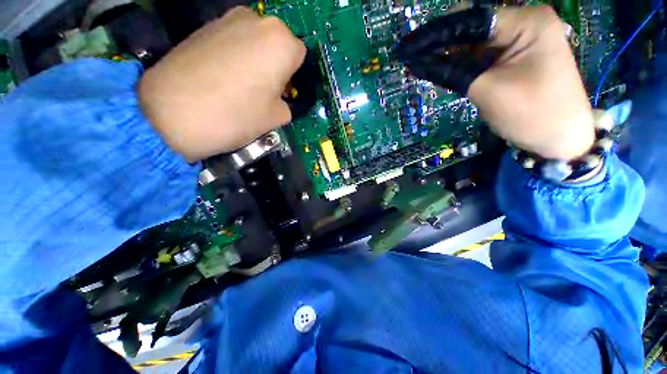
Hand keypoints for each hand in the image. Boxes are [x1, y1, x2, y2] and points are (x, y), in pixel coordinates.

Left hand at [139, 6, 305, 161]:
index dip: (293, 75)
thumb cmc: (236, 115)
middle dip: (276, 64)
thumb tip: (279, 99)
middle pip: (277, 44)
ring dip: (256, 60)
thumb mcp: (276, 118)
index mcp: (280, 43)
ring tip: (241, 85)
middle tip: (265, 89)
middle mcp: (256, 21)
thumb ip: (286, 104)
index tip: (283, 91)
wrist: (173, 113)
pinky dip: (235, 55)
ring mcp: (226, 19)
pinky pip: (232, 39)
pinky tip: (222, 77)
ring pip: (255, 40)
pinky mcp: (203, 26)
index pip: (299, 55)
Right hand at [398, 6, 594, 160]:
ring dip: (449, 57)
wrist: (561, 137)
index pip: (471, 21)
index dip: (436, 33)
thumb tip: (419, 63)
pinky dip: (461, 65)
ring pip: (474, 45)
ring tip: (422, 67)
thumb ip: (452, 72)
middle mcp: (524, 23)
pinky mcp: (515, 57)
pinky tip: (443, 71)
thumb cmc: (532, 113)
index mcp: (526, 22)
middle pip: (472, 30)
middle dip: (442, 45)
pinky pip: (481, 57)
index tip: (409, 48)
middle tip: (412, 60)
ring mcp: (521, 40)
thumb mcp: (487, 90)